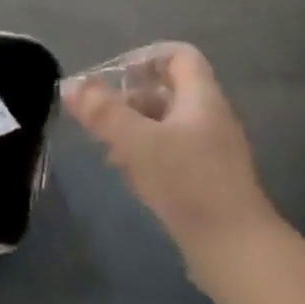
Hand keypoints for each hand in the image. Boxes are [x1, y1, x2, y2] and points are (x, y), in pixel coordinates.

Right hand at [63, 43, 276, 265]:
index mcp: (202, 98)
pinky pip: (172, 153)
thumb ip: (102, 112)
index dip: (145, 57)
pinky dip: (146, 155)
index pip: (178, 56)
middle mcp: (210, 117)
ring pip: (167, 124)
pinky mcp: (206, 180)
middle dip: (130, 99)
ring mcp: (211, 151)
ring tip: (106, 148)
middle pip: (168, 91)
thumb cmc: (187, 182)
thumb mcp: (137, 142)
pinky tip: (128, 176)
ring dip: (134, 129)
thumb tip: (70, 85)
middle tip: (100, 116)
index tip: (113, 77)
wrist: (234, 248)